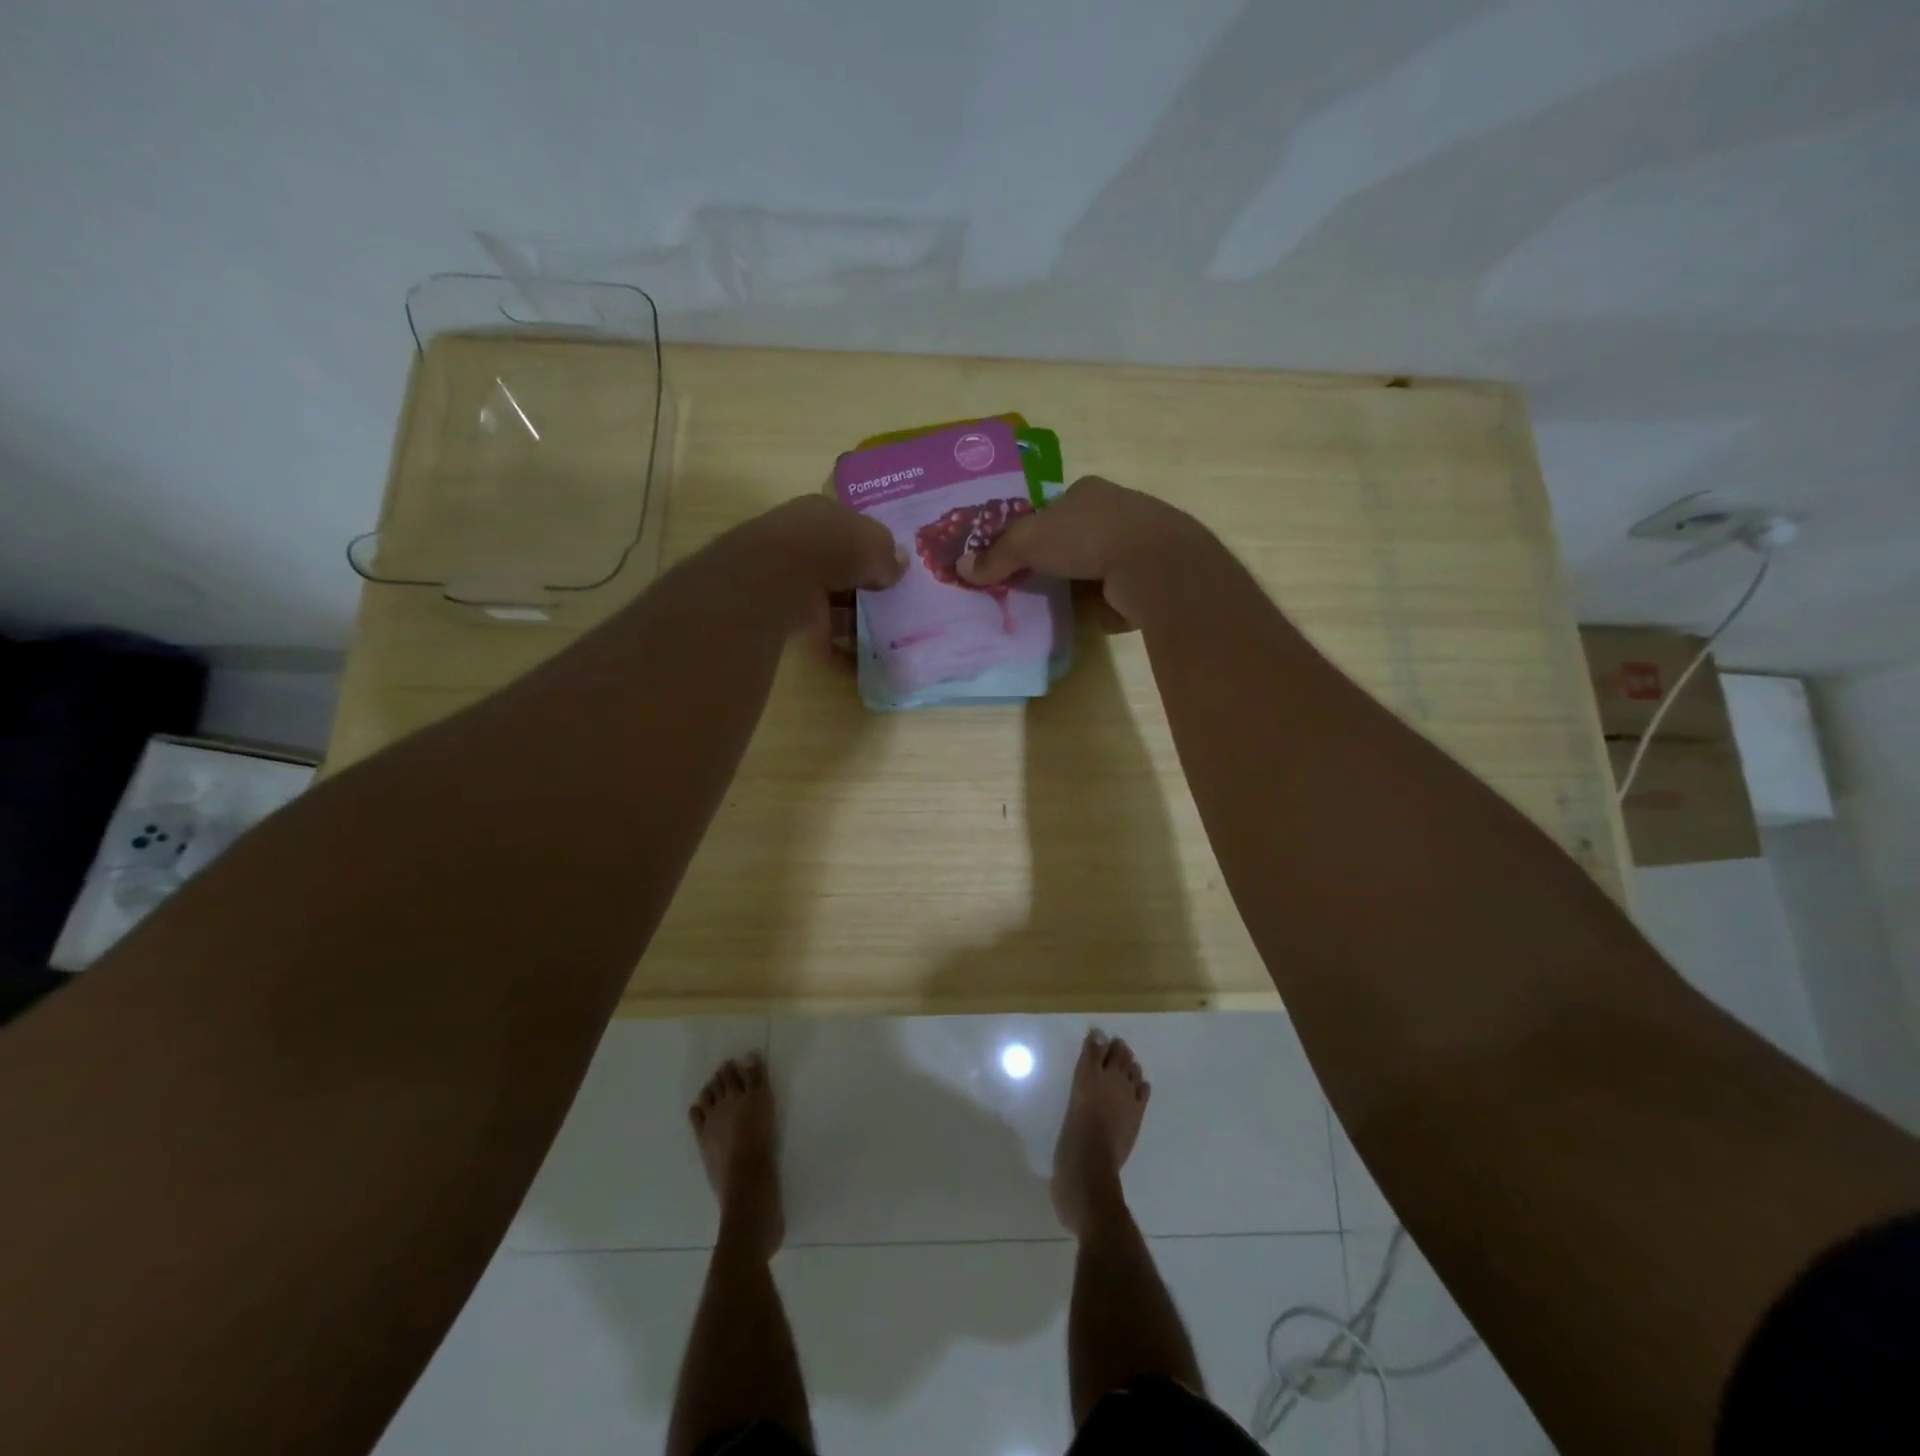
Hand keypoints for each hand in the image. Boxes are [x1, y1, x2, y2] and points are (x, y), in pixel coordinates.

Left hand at [729, 496, 905, 636]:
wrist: (783, 578)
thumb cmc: (833, 545)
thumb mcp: (875, 543)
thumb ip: (889, 554)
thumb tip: (900, 564)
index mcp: (820, 511)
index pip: (849, 525)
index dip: (871, 543)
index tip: (891, 564)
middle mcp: (802, 540)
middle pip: (840, 561)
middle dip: (863, 579)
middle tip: (892, 596)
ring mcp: (791, 577)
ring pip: (831, 595)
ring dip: (853, 611)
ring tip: (884, 626)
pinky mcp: (787, 610)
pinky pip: (821, 626)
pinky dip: (841, 638)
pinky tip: (862, 648)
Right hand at [957, 476, 1205, 630]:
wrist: (1153, 565)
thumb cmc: (1087, 537)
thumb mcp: (1029, 541)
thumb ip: (996, 556)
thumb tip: (962, 569)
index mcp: (1088, 491)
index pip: (1052, 509)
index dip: (1032, 531)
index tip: (1017, 557)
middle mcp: (1115, 511)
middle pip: (1072, 539)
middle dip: (1053, 561)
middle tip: (1029, 585)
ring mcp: (1136, 544)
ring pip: (1093, 567)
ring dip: (1076, 585)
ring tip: (1053, 606)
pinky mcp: (1148, 577)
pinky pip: (1113, 592)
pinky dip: (1099, 604)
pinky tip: (1086, 616)